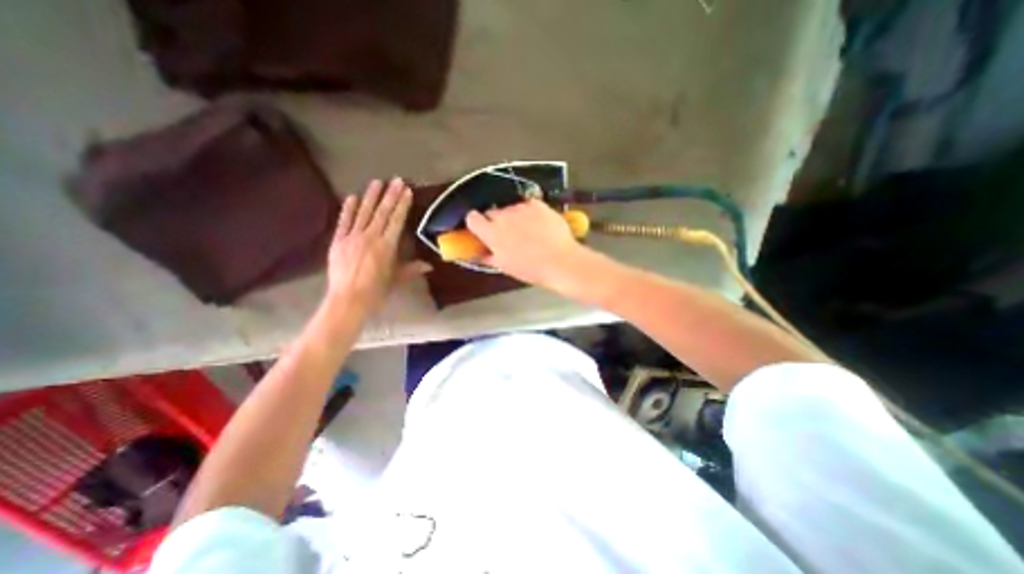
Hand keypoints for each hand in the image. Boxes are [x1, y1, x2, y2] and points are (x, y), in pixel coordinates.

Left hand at [323, 179, 427, 314]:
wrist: (348, 300)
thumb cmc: (377, 291)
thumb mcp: (397, 279)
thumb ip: (412, 269)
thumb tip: (430, 266)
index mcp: (387, 246)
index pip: (396, 220)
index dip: (402, 205)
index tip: (406, 191)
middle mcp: (370, 237)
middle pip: (382, 213)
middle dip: (390, 195)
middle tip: (396, 180)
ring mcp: (352, 237)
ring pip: (364, 213)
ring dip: (371, 197)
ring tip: (377, 182)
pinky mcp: (338, 241)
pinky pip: (344, 222)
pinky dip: (348, 209)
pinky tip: (352, 197)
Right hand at [466, 200, 587, 290]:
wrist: (560, 261)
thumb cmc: (531, 269)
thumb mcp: (505, 266)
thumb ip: (488, 256)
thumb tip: (480, 253)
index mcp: (491, 233)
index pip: (472, 218)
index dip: (476, 223)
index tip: (482, 229)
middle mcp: (503, 216)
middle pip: (492, 212)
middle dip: (497, 221)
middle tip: (509, 234)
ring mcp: (521, 208)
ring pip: (511, 208)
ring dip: (515, 217)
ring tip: (529, 231)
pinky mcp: (537, 204)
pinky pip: (527, 205)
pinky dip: (530, 212)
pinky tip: (539, 224)